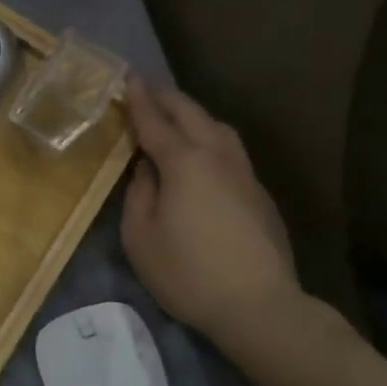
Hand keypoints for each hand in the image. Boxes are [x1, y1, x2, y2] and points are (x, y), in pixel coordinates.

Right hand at [120, 83, 300, 336]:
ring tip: (175, 116)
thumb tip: (146, 169)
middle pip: (192, 115)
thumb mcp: (140, 236)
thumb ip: (138, 194)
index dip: (138, 100)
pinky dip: (210, 137)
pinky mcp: (259, 194)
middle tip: (146, 90)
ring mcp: (245, 174)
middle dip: (167, 98)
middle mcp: (217, 158)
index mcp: (184, 163)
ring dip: (194, 115)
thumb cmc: (188, 272)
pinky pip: (230, 150)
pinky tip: (201, 154)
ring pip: (219, 128)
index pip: (155, 122)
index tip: (127, 79)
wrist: (259, 307)